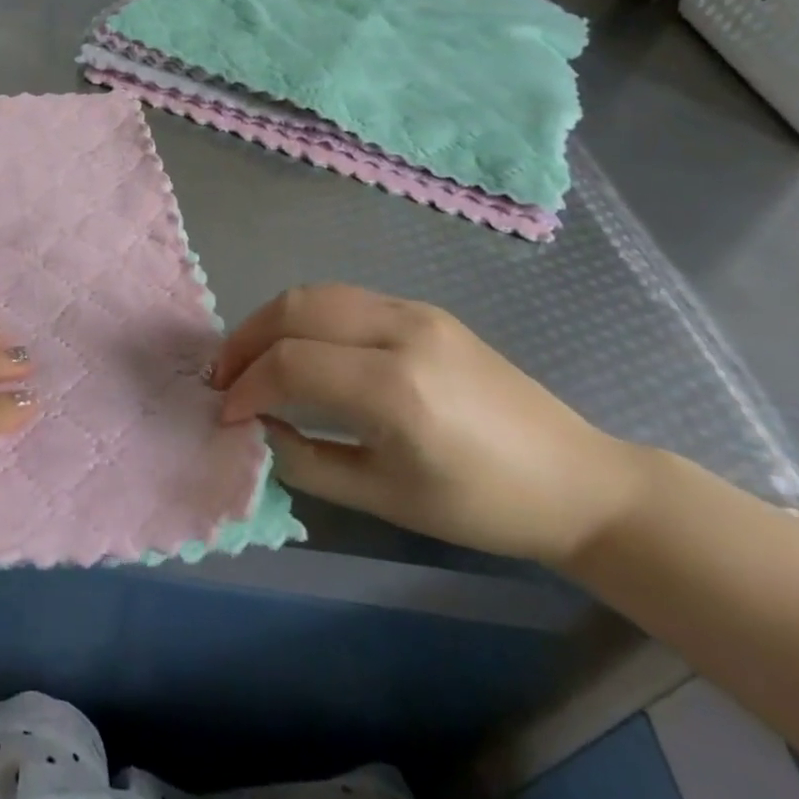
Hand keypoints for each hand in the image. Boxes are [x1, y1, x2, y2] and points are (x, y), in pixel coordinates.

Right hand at [214, 285, 646, 565]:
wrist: (575, 479)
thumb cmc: (481, 505)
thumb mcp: (382, 496)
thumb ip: (305, 459)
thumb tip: (256, 430)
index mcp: (396, 388)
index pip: (290, 363)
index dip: (246, 387)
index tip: (227, 416)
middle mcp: (402, 332)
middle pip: (295, 309)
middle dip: (246, 340)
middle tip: (223, 378)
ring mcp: (416, 312)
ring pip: (316, 293)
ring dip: (271, 321)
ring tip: (250, 359)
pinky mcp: (425, 310)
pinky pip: (346, 299)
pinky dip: (305, 316)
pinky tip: (298, 347)